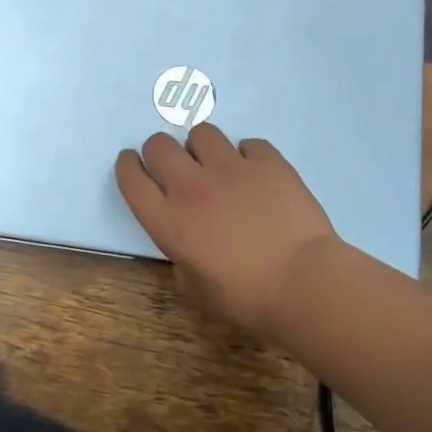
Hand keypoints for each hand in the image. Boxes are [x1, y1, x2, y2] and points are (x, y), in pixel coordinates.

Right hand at [115, 125, 341, 338]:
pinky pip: (248, 143)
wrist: (304, 283)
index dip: (128, 166)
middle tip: (175, 167)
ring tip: (216, 165)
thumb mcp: (196, 290)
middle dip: (160, 152)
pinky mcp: (267, 162)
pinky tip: (256, 173)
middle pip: (158, 145)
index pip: (131, 178)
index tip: (133, 164)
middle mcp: (192, 186)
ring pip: (201, 133)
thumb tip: (187, 247)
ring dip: (202, 147)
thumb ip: (181, 261)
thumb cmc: (246, 298)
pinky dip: (247, 155)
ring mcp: (231, 169)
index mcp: (168, 220)